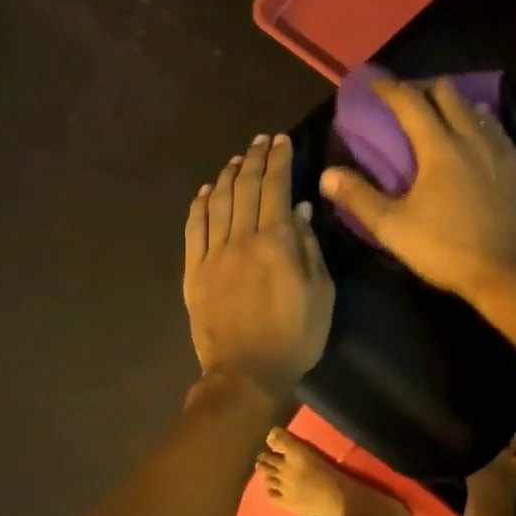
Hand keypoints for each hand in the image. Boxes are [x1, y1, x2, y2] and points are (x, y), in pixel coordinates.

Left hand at [183, 133, 333, 397]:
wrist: (246, 374)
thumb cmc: (295, 336)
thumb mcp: (320, 293)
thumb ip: (309, 248)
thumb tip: (300, 210)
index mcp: (275, 242)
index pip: (275, 187)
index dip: (279, 160)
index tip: (282, 141)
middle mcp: (241, 239)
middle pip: (244, 187)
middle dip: (254, 159)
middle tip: (261, 141)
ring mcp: (213, 254)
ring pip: (217, 202)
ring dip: (226, 176)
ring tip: (236, 159)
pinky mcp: (194, 272)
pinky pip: (194, 229)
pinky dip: (199, 205)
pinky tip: (205, 191)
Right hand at [320, 75, 515, 300]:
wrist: (509, 274)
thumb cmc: (446, 249)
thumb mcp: (394, 228)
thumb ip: (359, 198)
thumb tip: (327, 175)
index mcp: (439, 148)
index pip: (410, 102)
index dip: (389, 88)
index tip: (374, 83)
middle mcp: (473, 139)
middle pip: (449, 94)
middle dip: (425, 89)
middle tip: (409, 101)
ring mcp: (503, 153)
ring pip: (478, 110)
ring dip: (457, 106)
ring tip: (444, 117)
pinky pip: (500, 134)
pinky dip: (483, 128)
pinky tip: (479, 144)